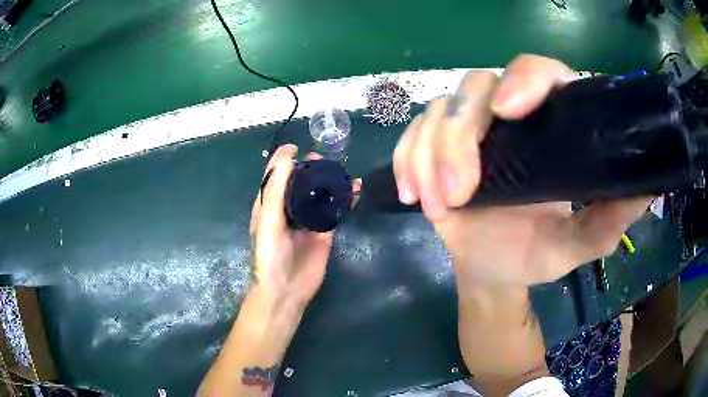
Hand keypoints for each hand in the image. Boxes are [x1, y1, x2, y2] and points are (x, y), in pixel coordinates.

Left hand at [250, 144, 361, 305]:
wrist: (286, 290)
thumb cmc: (269, 255)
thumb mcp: (268, 220)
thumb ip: (275, 190)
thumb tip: (287, 158)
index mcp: (269, 204)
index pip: (275, 175)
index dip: (283, 159)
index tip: (296, 147)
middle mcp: (289, 209)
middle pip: (300, 182)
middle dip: (311, 168)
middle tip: (323, 160)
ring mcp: (309, 220)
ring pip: (321, 194)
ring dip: (331, 181)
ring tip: (342, 171)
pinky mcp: (325, 232)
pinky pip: (336, 211)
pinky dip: (346, 199)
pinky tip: (356, 190)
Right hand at [393, 54, 650, 284]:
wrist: (491, 270)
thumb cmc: (534, 254)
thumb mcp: (576, 245)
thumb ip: (607, 222)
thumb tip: (643, 191)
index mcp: (551, 127)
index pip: (541, 72)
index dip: (525, 79)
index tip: (508, 112)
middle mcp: (510, 116)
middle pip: (477, 85)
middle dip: (462, 136)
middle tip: (461, 192)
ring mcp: (470, 130)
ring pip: (439, 109)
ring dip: (431, 155)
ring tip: (440, 206)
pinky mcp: (435, 147)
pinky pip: (412, 135)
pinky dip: (407, 161)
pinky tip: (412, 195)